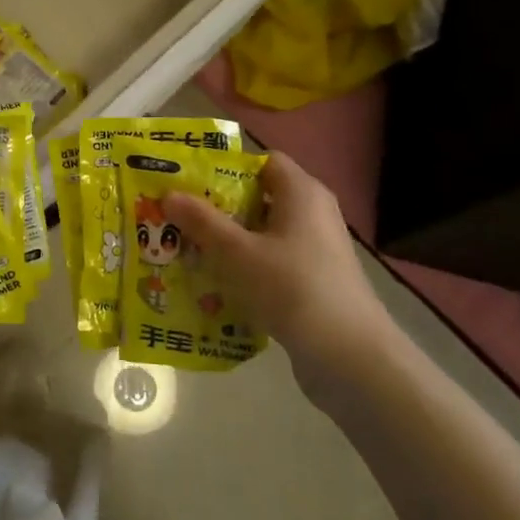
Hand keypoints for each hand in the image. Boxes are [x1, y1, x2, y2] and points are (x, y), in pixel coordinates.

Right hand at [163, 152, 402, 399]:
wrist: (350, 358)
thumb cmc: (292, 288)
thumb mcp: (237, 253)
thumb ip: (202, 221)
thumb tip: (170, 193)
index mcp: (302, 193)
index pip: (263, 161)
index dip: (225, 167)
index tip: (189, 182)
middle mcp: (313, 214)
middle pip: (259, 197)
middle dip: (217, 207)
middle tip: (177, 217)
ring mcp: (316, 250)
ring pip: (263, 234)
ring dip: (228, 241)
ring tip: (187, 250)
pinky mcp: (314, 281)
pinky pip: (272, 262)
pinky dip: (245, 267)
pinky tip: (215, 284)